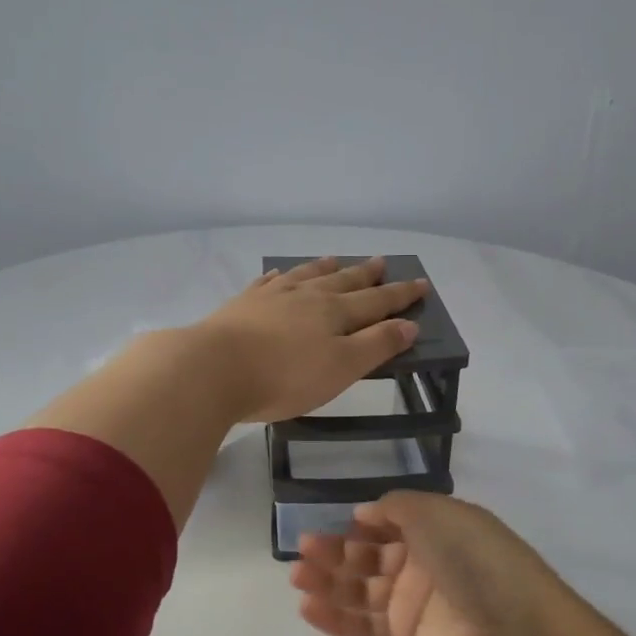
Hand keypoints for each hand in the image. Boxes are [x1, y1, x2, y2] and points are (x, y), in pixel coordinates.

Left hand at [192, 256, 428, 422]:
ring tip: (335, 259)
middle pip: (343, 281)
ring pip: (306, 275)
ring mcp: (272, 296)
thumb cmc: (285, 376)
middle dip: (366, 274)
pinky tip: (279, 275)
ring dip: (324, 268)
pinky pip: (268, 282)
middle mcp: (307, 296)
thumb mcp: (342, 368)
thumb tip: (409, 324)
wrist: (214, 368)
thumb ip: (376, 345)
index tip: (421, 283)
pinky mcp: (243, 304)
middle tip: (382, 261)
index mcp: (335, 313)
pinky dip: (280, 277)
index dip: (400, 295)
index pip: (376, 301)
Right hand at [288, 492, 575, 635]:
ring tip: (297, 577)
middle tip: (303, 552)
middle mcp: (421, 566)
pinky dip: (336, 618)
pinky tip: (308, 607)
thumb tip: (363, 514)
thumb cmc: (471, 556)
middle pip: (368, 558)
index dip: (360, 525)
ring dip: (328, 583)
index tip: (333, 523)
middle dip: (335, 553)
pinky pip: (364, 628)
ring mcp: (413, 606)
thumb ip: (396, 507)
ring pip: (361, 592)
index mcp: (434, 531)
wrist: (509, 624)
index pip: (388, 526)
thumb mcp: (436, 512)